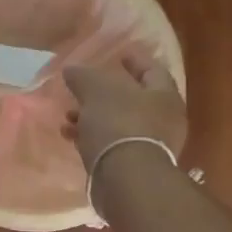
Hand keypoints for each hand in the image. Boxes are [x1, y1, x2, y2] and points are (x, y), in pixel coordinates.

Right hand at [63, 43, 188, 173]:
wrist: (125, 177)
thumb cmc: (118, 123)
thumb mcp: (96, 90)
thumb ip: (83, 76)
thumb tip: (71, 69)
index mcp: (164, 95)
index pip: (153, 70)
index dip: (135, 60)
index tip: (119, 54)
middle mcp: (163, 119)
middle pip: (132, 99)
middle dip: (104, 93)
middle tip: (84, 88)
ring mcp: (149, 145)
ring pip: (117, 122)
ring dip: (92, 117)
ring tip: (68, 115)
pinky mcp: (132, 165)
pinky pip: (110, 143)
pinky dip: (91, 136)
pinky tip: (70, 135)